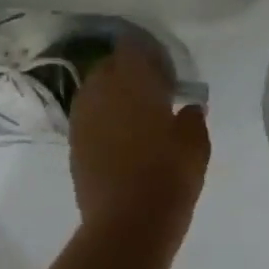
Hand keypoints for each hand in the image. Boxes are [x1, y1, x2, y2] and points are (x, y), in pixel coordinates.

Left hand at [69, 37, 209, 245]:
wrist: (127, 222)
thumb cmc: (168, 175)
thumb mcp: (196, 145)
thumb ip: (193, 119)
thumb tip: (188, 109)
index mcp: (132, 80)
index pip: (131, 47)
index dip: (146, 54)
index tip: (163, 70)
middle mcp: (100, 90)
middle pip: (109, 67)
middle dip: (127, 73)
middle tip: (150, 94)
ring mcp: (82, 116)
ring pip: (94, 91)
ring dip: (111, 96)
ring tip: (133, 116)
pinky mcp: (73, 142)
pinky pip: (87, 117)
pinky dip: (101, 120)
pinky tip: (118, 138)